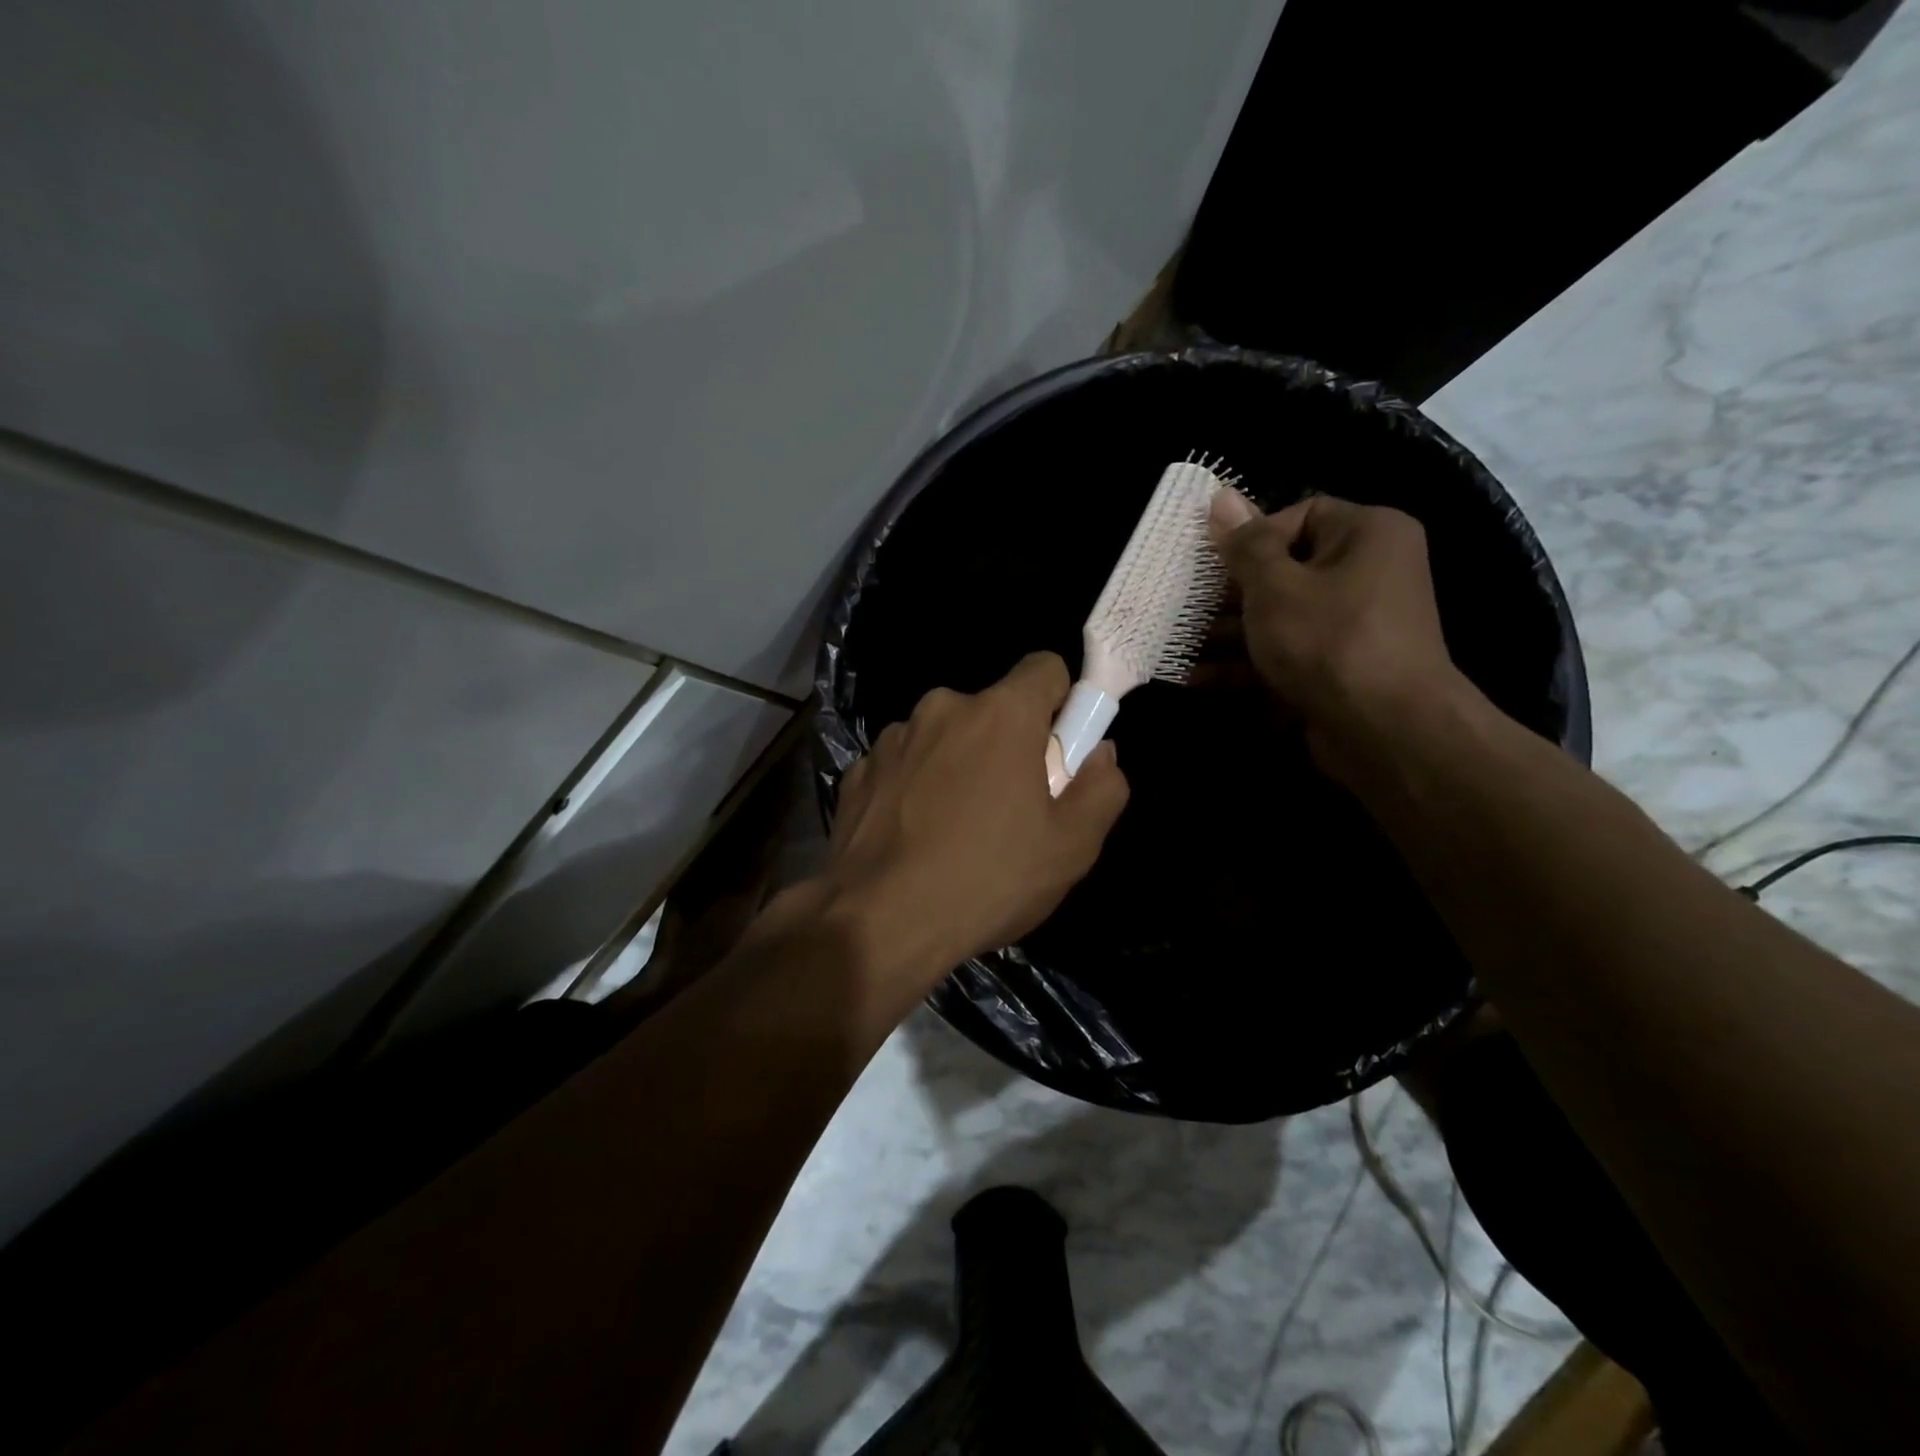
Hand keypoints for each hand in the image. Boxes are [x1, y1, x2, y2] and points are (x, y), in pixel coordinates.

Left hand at [819, 652, 1128, 1008]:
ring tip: (957, 831)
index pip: (1045, 668)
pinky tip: (915, 837)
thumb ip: (1102, 788)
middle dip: (1009, 745)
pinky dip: (917, 787)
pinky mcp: (860, 769)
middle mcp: (943, 707)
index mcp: (1001, 713)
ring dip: (959, 765)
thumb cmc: (986, 881)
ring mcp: (894, 737)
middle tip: (1011, 808)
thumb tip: (1099, 752)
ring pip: (946, 737)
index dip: (1061, 704)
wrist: (877, 923)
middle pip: (994, 709)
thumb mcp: (1070, 847)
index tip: (1058, 752)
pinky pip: (906, 764)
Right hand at [1208, 489, 1464, 782]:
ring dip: (1226, 634)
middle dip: (1227, 594)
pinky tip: (1194, 678)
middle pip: (1283, 571)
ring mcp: (1350, 627)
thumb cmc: (1328, 640)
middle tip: (1183, 606)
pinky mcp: (1335, 669)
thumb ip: (1244, 545)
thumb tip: (1220, 496)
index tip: (1213, 565)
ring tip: (1177, 644)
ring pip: (1278, 618)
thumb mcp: (1274, 586)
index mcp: (1366, 535)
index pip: (1301, 515)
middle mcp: (1366, 573)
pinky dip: (1244, 665)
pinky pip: (1284, 654)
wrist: (1384, 730)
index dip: (1251, 537)